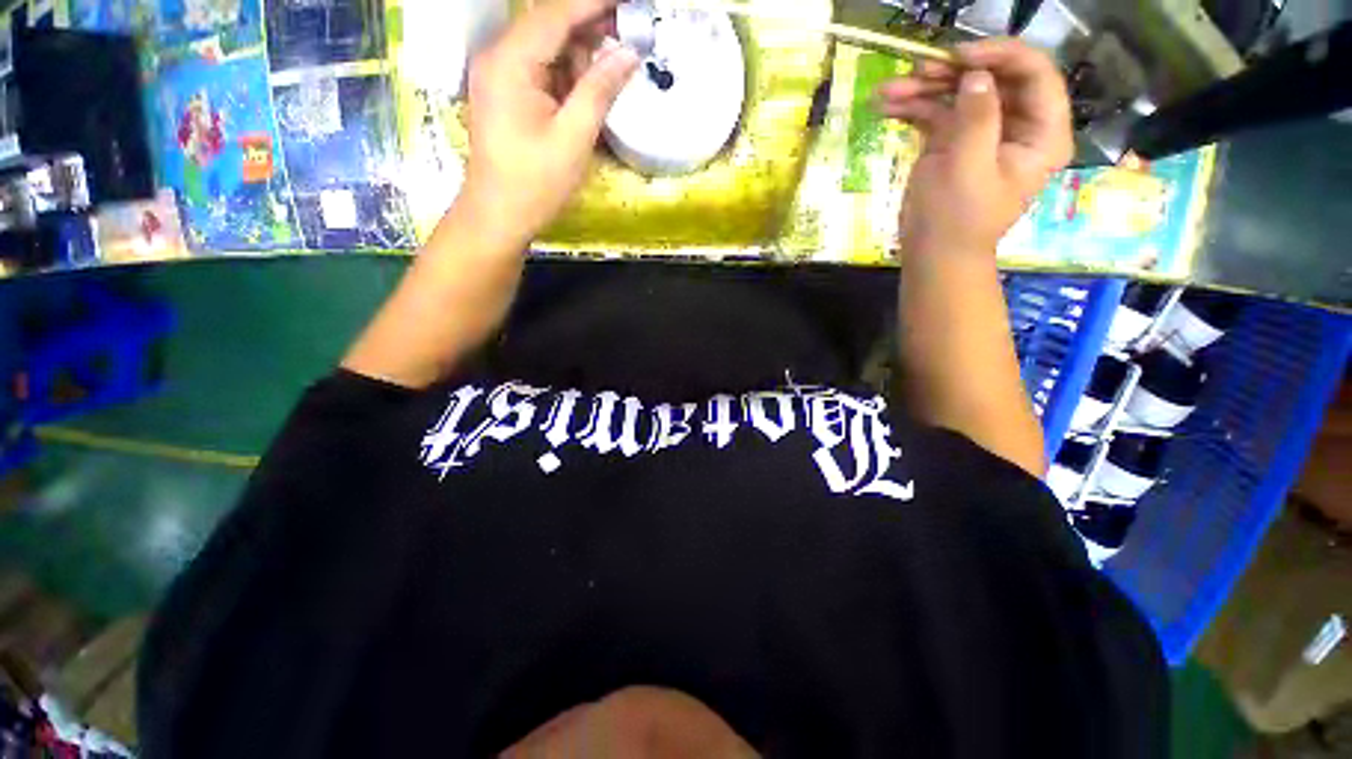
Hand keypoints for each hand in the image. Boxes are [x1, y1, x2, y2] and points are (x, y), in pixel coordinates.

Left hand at [460, 0, 638, 247]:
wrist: (493, 217)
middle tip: (635, 30)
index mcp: (510, 64)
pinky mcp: (504, 79)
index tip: (636, 5)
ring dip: (584, 39)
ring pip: (549, 30)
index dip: (599, 4)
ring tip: (612, 64)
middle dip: (595, 18)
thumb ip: (602, 85)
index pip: (559, 13)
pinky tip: (588, 78)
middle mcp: (498, 56)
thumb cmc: (531, 183)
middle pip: (551, 15)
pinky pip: (542, 50)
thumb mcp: (574, 135)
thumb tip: (632, 49)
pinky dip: (570, 55)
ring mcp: (498, 67)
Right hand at [875, 38, 1073, 255]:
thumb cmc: (960, 217)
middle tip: (921, 70)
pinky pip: (941, 97)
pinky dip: (913, 98)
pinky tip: (885, 105)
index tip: (963, 56)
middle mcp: (1022, 122)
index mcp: (1042, 136)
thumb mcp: (971, 166)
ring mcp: (990, 122)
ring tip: (891, 92)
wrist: (936, 250)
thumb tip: (977, 73)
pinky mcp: (962, 125)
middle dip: (956, 66)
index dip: (1005, 55)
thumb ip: (978, 117)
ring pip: (964, 78)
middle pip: (998, 70)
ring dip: (926, 80)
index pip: (1041, 76)